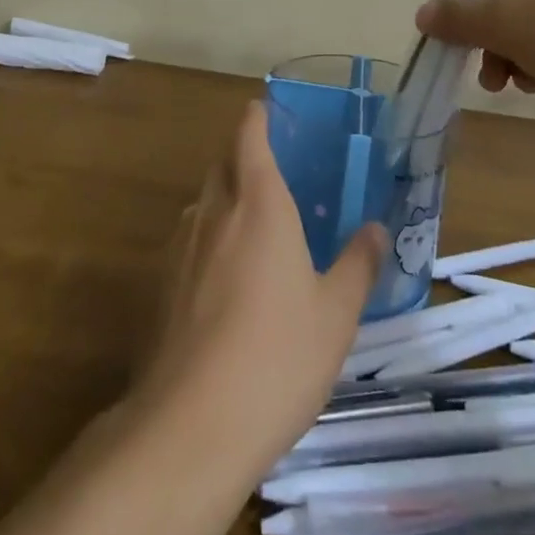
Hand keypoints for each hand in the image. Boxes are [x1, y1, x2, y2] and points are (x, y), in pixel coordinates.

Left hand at [128, 102, 386, 481]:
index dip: (255, 119)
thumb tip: (375, 228)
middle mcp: (214, 213)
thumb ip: (357, 264)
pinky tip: (223, 279)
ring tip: (250, 225)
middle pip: (222, 165)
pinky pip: (187, 241)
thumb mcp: (336, 314)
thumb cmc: (277, 357)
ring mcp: (180, 248)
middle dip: (241, 157)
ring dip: (223, 199)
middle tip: (270, 170)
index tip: (263, 110)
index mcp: (259, 204)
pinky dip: (206, 239)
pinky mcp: (159, 286)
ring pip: (202, 203)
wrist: (190, 425)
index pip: (249, 138)